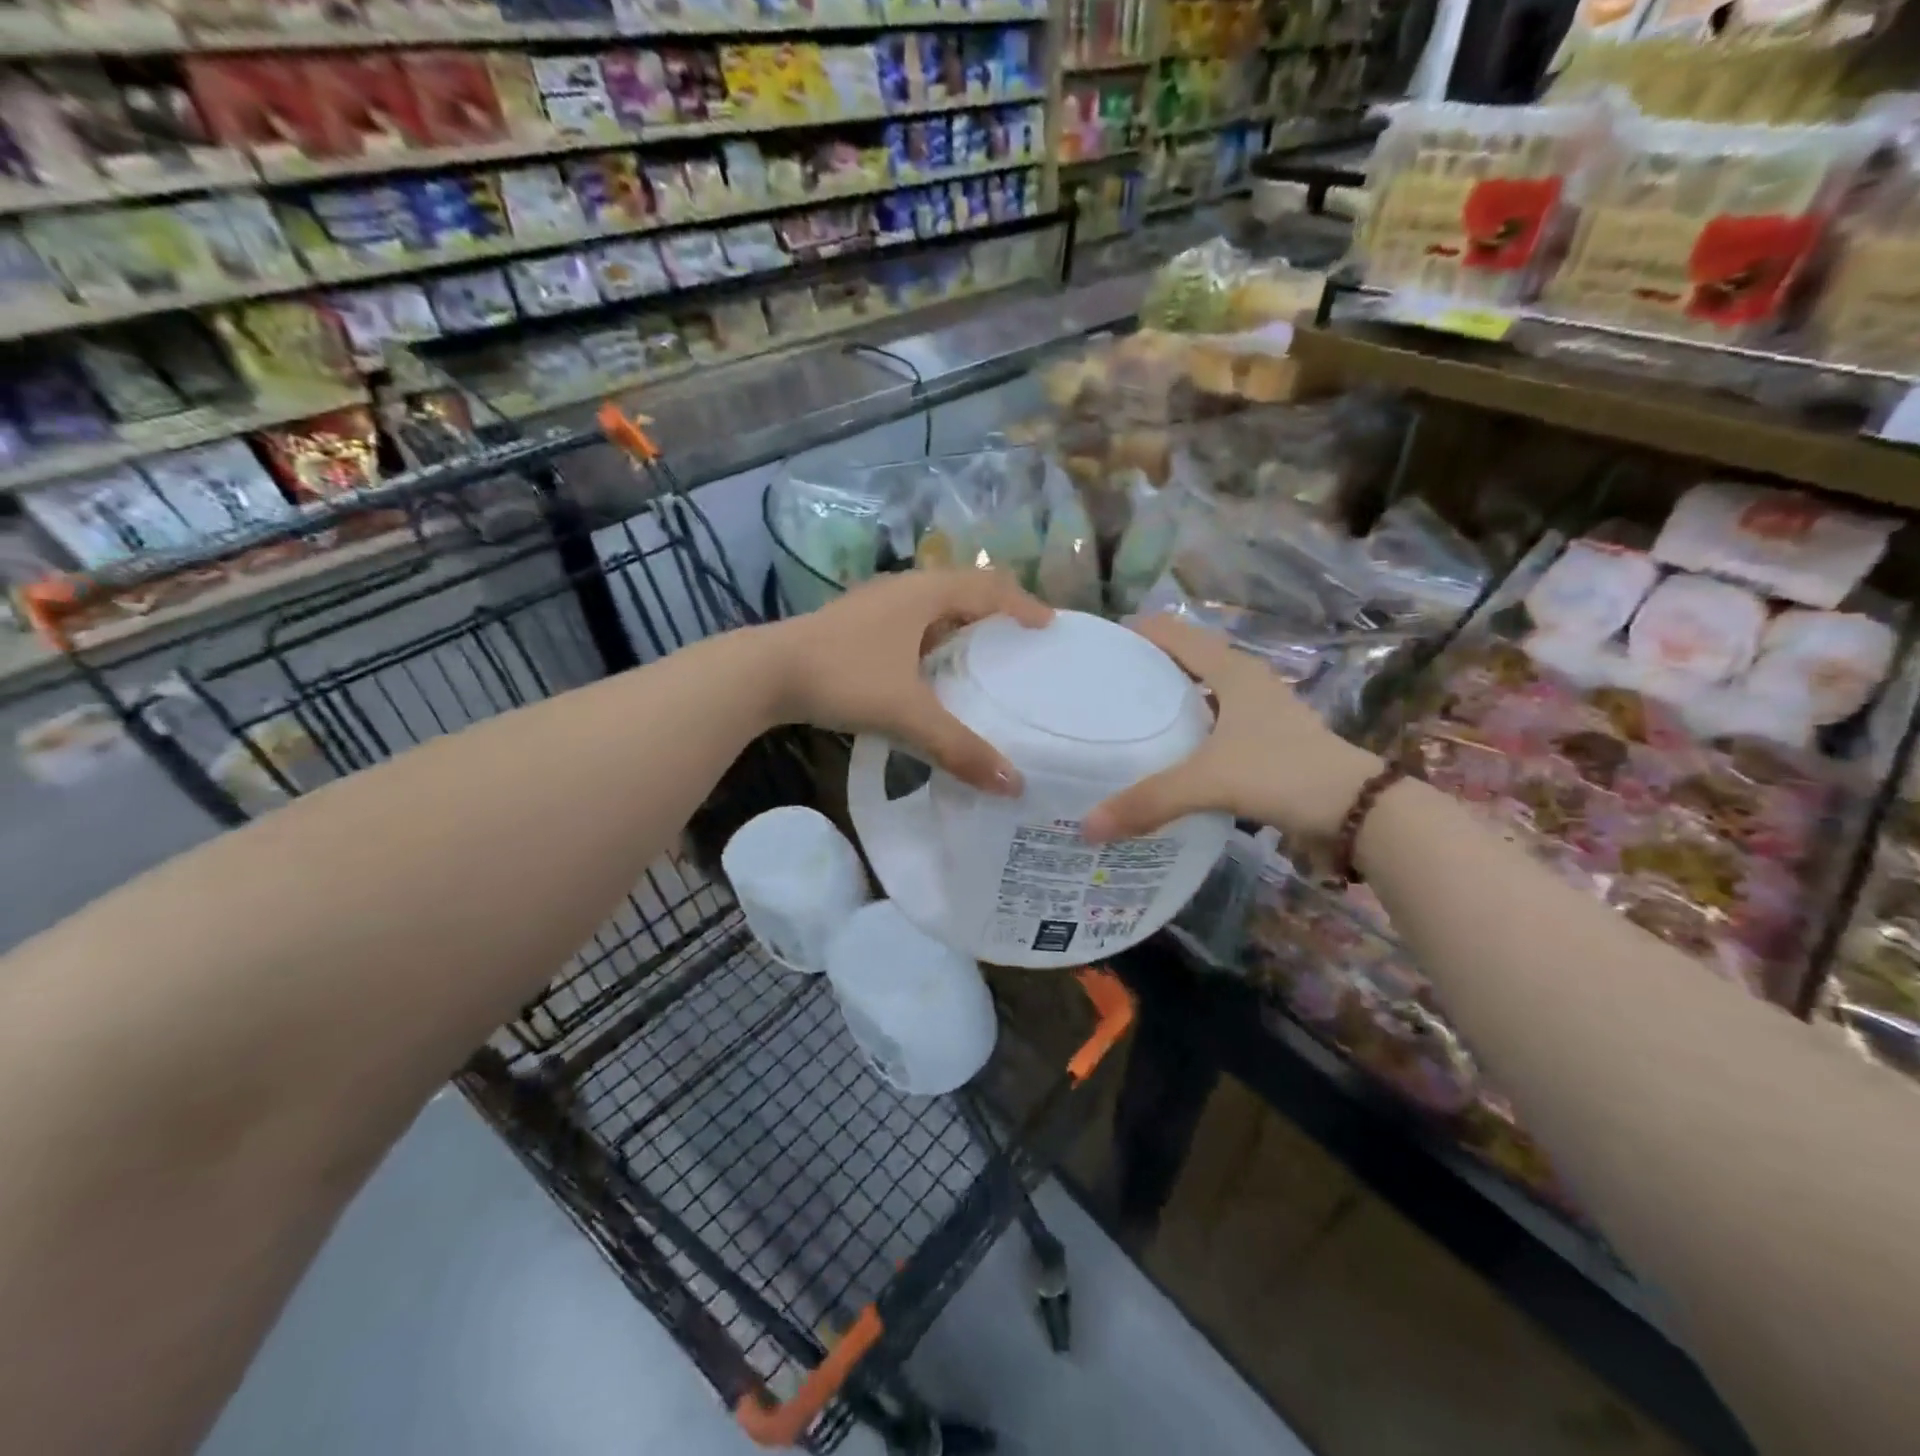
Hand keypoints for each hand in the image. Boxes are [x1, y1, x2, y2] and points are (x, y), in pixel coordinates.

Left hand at [770, 569, 1052, 793]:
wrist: (765, 673)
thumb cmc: (843, 678)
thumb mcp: (906, 714)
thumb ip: (959, 747)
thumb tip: (1012, 784)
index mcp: (925, 593)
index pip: (990, 587)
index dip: (1023, 604)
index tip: (1048, 627)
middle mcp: (903, 588)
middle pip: (964, 588)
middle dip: (996, 611)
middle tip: (1020, 641)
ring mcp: (875, 603)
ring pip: (934, 605)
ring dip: (962, 624)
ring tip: (983, 657)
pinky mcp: (856, 622)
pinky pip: (911, 621)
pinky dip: (933, 639)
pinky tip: (930, 671)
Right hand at [1083, 614, 1381, 842]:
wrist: (1356, 809)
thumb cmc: (1282, 773)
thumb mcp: (1209, 782)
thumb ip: (1148, 801)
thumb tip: (1088, 827)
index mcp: (1231, 670)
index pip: (1173, 633)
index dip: (1135, 633)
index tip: (1096, 648)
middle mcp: (1244, 680)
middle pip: (1185, 659)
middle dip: (1145, 667)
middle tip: (1099, 686)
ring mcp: (1259, 710)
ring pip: (1201, 691)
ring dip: (1168, 698)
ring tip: (1124, 716)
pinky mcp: (1265, 738)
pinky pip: (1213, 721)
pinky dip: (1187, 728)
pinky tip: (1166, 751)